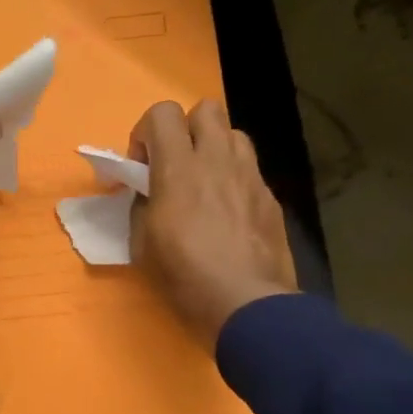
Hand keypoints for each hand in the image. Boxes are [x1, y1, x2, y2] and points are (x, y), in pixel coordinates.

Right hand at [129, 98, 296, 346]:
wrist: (246, 304)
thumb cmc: (184, 277)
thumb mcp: (142, 245)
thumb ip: (142, 206)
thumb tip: (148, 193)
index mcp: (179, 168)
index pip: (162, 113)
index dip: (146, 133)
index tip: (141, 166)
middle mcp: (218, 160)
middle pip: (206, 109)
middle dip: (186, 129)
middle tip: (175, 166)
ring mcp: (250, 177)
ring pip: (234, 135)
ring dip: (214, 149)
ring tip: (205, 184)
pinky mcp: (270, 198)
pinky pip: (251, 171)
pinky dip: (235, 180)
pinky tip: (229, 215)